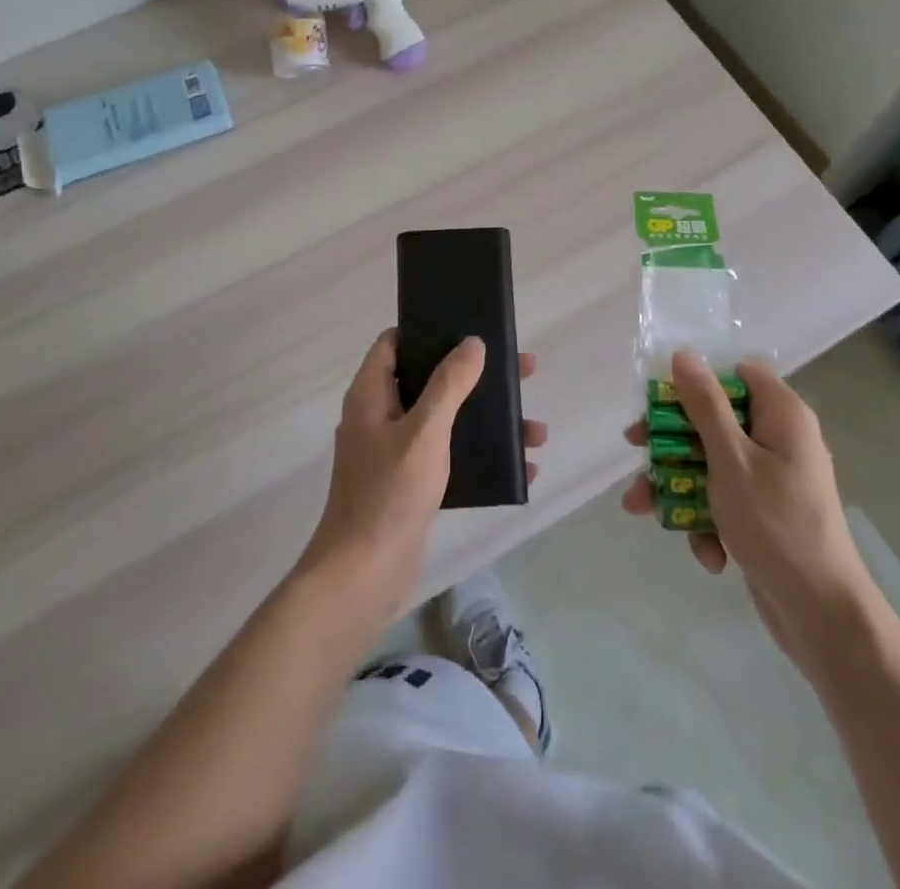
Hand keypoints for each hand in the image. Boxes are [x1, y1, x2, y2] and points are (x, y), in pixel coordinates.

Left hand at [300, 329, 544, 621]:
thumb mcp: (425, 430)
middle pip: (431, 380)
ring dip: (488, 421)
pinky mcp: (410, 485)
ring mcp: (395, 453)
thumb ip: (449, 384)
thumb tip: (472, 343)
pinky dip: (482, 457)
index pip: (393, 344)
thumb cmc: (389, 492)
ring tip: (535, 429)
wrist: (364, 575)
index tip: (466, 324)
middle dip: (476, 376)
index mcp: (371, 396)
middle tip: (521, 370)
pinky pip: (451, 457)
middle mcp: (380, 418)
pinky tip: (521, 467)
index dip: (426, 330)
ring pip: (447, 421)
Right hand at [623, 350, 871, 671]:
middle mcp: (779, 439)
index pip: (735, 374)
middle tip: (636, 449)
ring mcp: (771, 478)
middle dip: (671, 442)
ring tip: (643, 510)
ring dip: (678, 486)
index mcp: (782, 415)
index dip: (697, 382)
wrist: (823, 617)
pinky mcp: (763, 512)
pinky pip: (723, 499)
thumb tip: (685, 354)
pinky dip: (707, 520)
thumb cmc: (776, 525)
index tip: (660, 401)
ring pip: (710, 462)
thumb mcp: (731, 458)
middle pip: (714, 419)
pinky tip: (705, 552)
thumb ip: (705, 405)